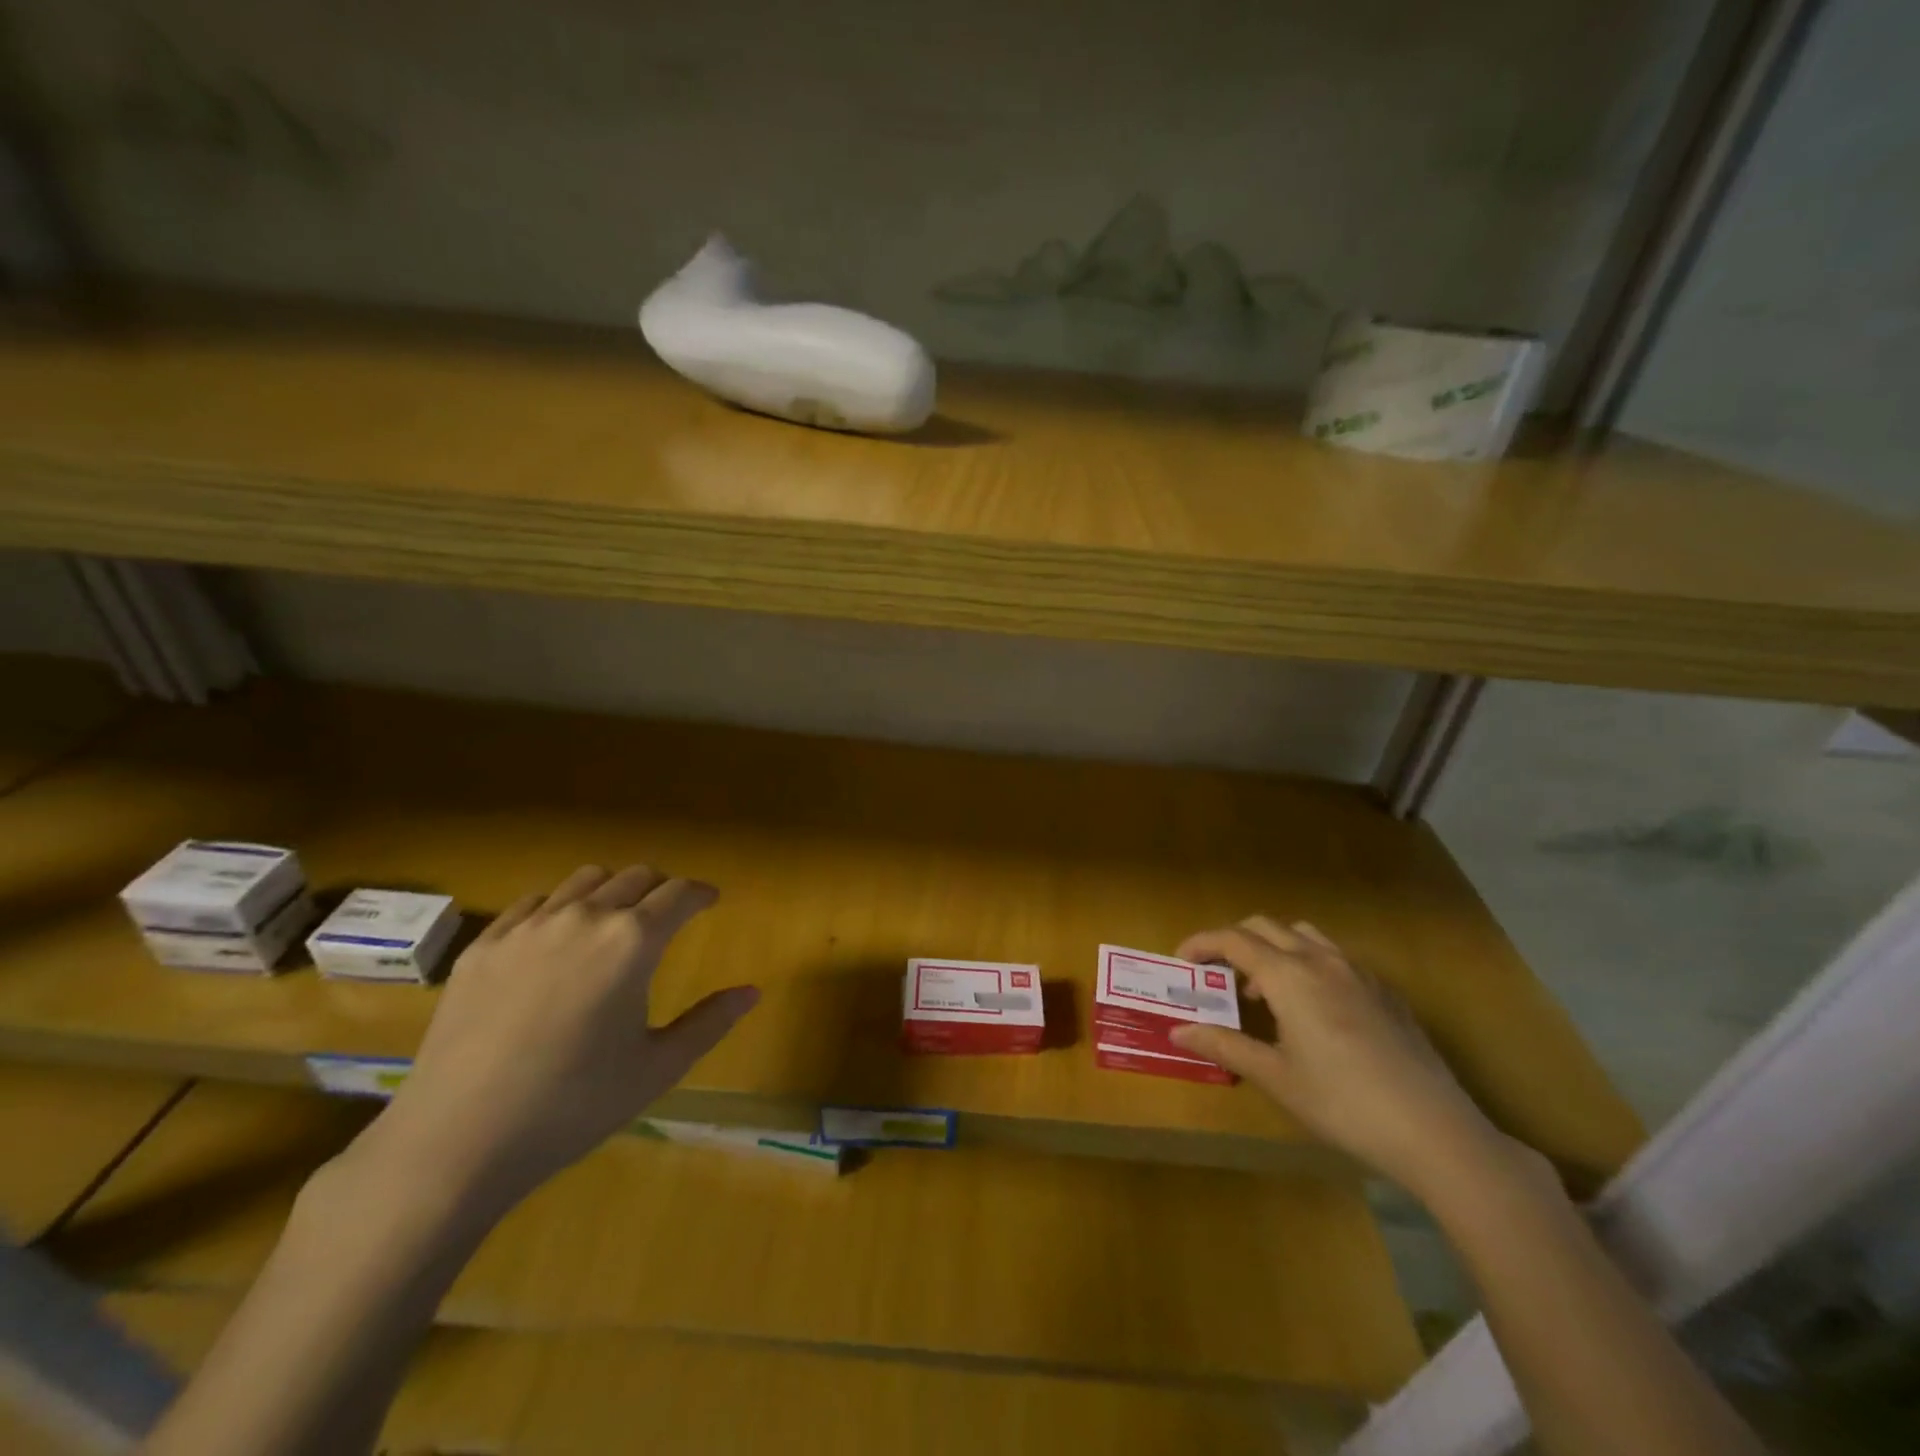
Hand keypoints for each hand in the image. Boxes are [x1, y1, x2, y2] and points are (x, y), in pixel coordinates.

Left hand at [364, 865, 757, 1210]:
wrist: (457, 1141)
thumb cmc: (574, 1105)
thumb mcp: (657, 1068)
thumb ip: (710, 1022)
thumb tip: (752, 991)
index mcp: (633, 942)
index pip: (680, 894)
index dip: (702, 892)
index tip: (712, 900)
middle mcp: (584, 917)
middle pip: (636, 876)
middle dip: (662, 887)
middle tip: (670, 911)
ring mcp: (528, 927)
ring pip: (584, 879)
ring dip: (613, 888)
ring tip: (617, 916)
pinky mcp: (484, 946)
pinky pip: (533, 902)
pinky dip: (559, 905)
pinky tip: (557, 936)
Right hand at [1169, 917, 1505, 1198]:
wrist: (1434, 1130)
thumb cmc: (1343, 1103)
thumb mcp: (1276, 1077)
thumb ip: (1225, 1045)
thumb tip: (1179, 1031)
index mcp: (1289, 976)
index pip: (1233, 939)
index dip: (1201, 944)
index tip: (1181, 962)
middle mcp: (1321, 960)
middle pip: (1265, 927)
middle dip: (1233, 942)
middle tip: (1218, 976)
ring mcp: (1358, 972)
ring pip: (1303, 935)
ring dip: (1273, 949)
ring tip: (1265, 992)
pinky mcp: (1385, 991)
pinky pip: (1334, 957)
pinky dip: (1307, 964)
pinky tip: (1314, 1011)